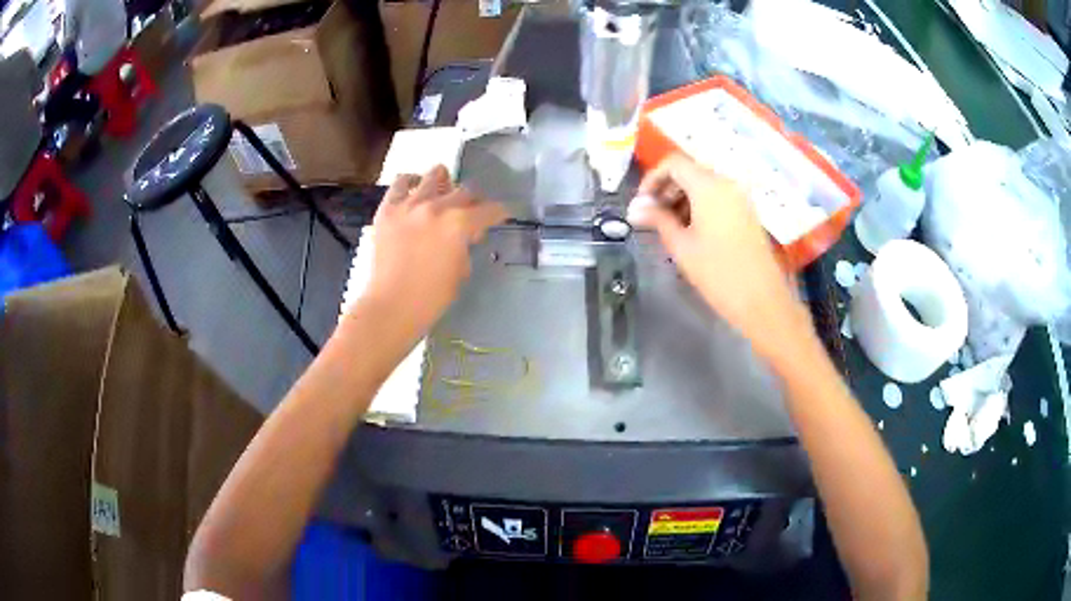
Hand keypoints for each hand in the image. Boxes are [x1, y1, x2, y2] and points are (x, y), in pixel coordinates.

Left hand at [359, 166, 507, 335]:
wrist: (391, 305)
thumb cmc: (431, 297)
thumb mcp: (461, 271)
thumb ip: (466, 246)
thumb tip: (466, 234)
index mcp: (460, 224)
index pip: (489, 210)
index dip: (499, 212)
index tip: (501, 214)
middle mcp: (437, 206)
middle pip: (464, 191)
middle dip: (474, 201)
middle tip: (472, 211)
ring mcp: (410, 205)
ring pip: (434, 176)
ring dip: (445, 182)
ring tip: (443, 191)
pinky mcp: (388, 209)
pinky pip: (401, 183)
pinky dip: (412, 182)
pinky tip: (415, 189)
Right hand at [627, 154, 808, 359]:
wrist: (761, 300)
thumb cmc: (717, 273)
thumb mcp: (681, 246)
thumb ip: (657, 220)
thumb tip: (634, 208)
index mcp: (709, 186)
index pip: (674, 163)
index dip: (652, 178)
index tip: (641, 203)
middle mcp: (727, 183)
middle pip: (690, 171)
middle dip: (667, 188)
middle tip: (652, 216)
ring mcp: (740, 197)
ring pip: (704, 184)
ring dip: (682, 198)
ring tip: (669, 227)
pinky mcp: (747, 212)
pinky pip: (718, 197)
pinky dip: (700, 205)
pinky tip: (692, 231)